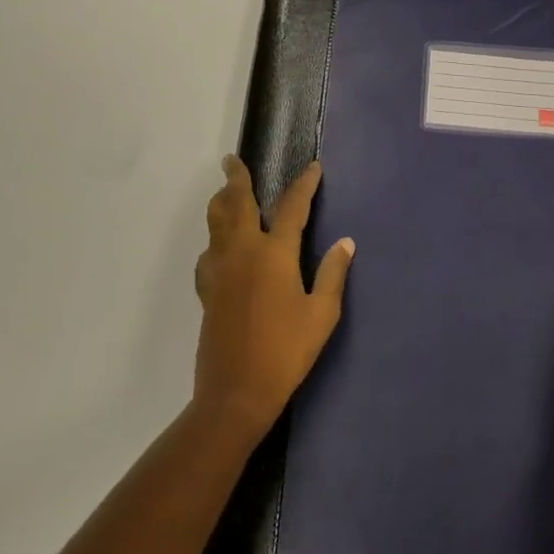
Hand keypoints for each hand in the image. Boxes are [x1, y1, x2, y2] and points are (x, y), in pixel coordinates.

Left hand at [192, 157, 353, 443]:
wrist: (235, 393)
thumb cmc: (286, 351)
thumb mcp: (321, 314)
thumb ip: (332, 274)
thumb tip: (345, 243)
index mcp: (274, 254)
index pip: (291, 207)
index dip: (304, 184)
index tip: (313, 167)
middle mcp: (243, 252)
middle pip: (236, 203)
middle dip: (236, 178)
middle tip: (232, 160)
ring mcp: (220, 271)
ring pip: (215, 223)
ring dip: (222, 202)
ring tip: (227, 192)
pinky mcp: (207, 291)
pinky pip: (209, 251)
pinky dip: (215, 238)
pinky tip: (221, 247)